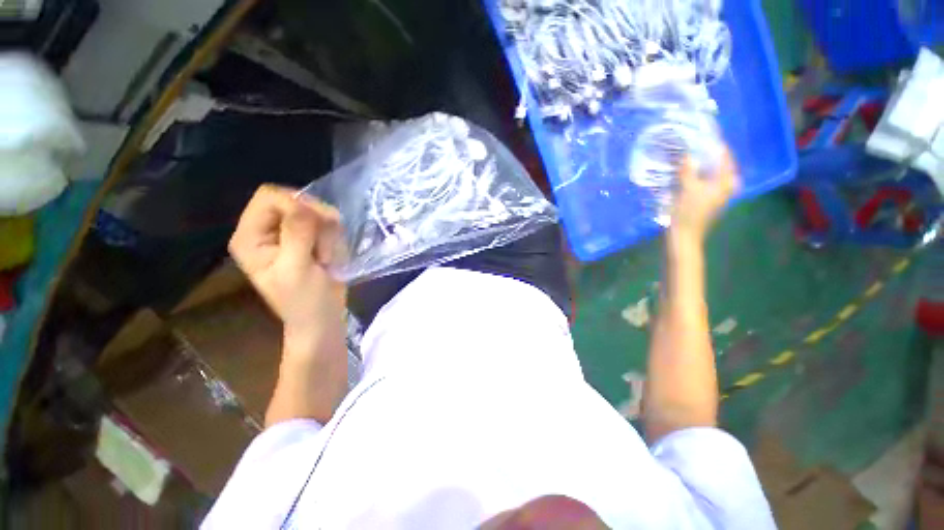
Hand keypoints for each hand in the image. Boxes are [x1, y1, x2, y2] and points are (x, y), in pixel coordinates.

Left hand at [228, 185, 346, 358]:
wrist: (323, 317)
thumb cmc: (305, 300)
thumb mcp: (297, 269)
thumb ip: (297, 234)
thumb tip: (305, 204)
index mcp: (251, 236)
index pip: (270, 197)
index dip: (296, 205)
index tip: (317, 227)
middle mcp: (268, 229)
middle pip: (296, 200)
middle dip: (317, 221)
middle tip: (324, 247)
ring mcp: (290, 233)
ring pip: (317, 211)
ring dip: (329, 233)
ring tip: (326, 258)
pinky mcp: (310, 238)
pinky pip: (328, 224)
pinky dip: (335, 238)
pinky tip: (331, 257)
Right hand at [669, 149, 738, 243]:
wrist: (685, 236)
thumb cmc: (688, 212)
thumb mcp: (687, 188)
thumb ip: (688, 170)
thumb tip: (688, 154)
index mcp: (726, 182)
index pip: (724, 157)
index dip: (714, 145)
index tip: (704, 135)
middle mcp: (727, 186)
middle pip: (719, 165)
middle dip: (707, 155)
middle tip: (694, 146)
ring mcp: (718, 194)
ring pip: (712, 174)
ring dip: (702, 166)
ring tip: (689, 157)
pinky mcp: (709, 200)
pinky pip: (706, 182)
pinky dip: (699, 175)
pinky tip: (688, 174)